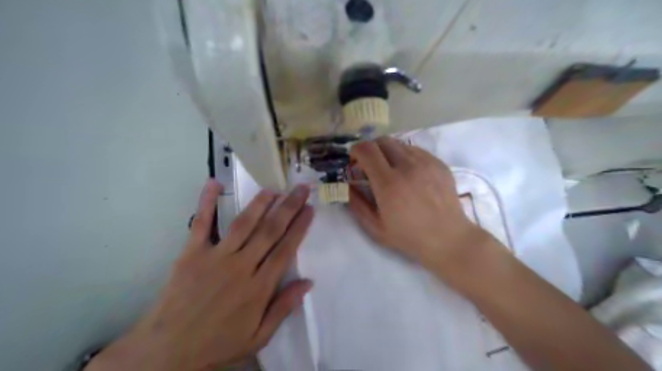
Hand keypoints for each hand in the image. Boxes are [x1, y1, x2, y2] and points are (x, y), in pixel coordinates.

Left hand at [85, 180, 313, 369]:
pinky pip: (201, 224)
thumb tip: (308, 282)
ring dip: (260, 203)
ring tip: (273, 188)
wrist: (166, 351)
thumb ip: (283, 308)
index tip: (310, 209)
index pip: (285, 249)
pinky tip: (213, 183)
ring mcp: (215, 257)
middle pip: (270, 231)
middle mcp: (241, 266)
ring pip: (243, 224)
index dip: (300, 227)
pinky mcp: (191, 253)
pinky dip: (206, 202)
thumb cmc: (217, 344)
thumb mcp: (258, 337)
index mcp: (259, 287)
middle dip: (288, 207)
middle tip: (301, 189)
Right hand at [347, 137, 484, 269]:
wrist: (448, 238)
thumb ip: (357, 204)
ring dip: (388, 152)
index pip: (367, 150)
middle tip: (371, 164)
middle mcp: (407, 167)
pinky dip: (406, 156)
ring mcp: (426, 163)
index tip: (355, 160)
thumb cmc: (409, 237)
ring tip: (391, 169)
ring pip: (400, 144)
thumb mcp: (375, 228)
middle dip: (371, 149)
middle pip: (382, 140)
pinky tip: (409, 173)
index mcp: (388, 184)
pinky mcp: (439, 163)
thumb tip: (348, 185)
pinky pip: (416, 150)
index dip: (356, 150)